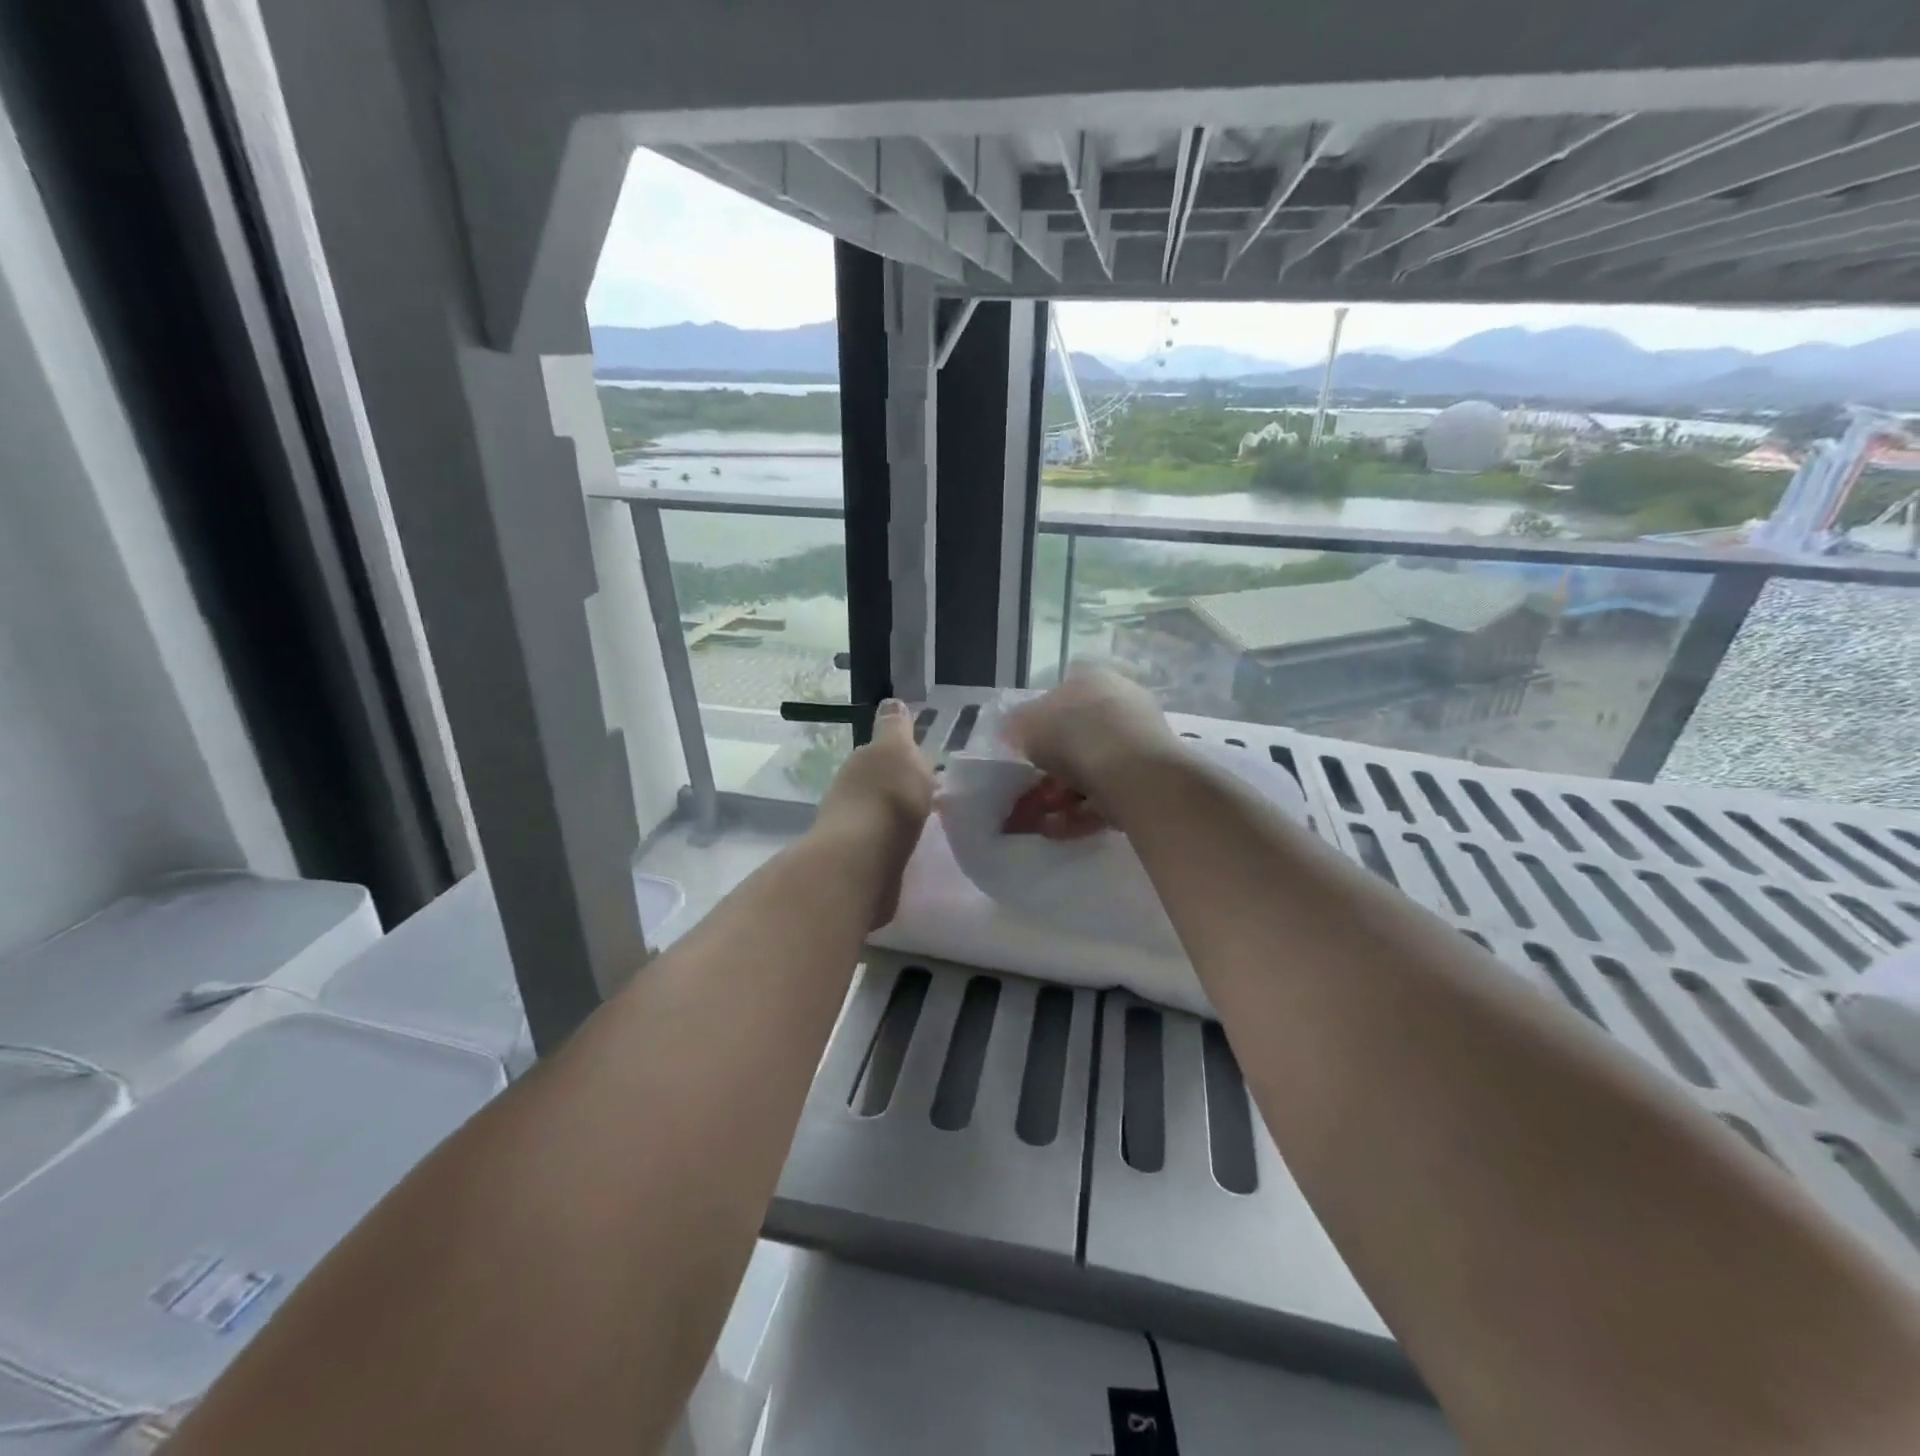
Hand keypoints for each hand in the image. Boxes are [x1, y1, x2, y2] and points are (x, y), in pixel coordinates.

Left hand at [812, 700, 935, 925]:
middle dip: (904, 787)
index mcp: (863, 761)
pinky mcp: (861, 863)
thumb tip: (891, 702)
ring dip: (900, 816)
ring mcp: (854, 829)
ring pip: (883, 814)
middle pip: (882, 784)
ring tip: (929, 824)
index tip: (929, 766)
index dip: (905, 756)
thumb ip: (896, 728)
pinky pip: (886, 844)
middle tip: (935, 796)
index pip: (884, 752)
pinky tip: (915, 849)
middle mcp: (851, 791)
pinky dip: (898, 843)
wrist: (862, 861)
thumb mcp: (897, 750)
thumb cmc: (887, 797)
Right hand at [1001, 667, 1178, 833]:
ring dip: (1060, 797)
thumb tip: (1013, 731)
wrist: (1132, 772)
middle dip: (1048, 771)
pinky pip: (1106, 795)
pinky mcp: (1149, 779)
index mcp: (1092, 679)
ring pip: (1090, 771)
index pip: (1060, 697)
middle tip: (1025, 795)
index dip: (1036, 727)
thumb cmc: (1073, 734)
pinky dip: (1080, 813)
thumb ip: (1015, 726)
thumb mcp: (1025, 724)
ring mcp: (1138, 742)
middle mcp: (1120, 703)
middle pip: (1076, 739)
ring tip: (1035, 821)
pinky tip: (1056, 830)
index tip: (1022, 753)